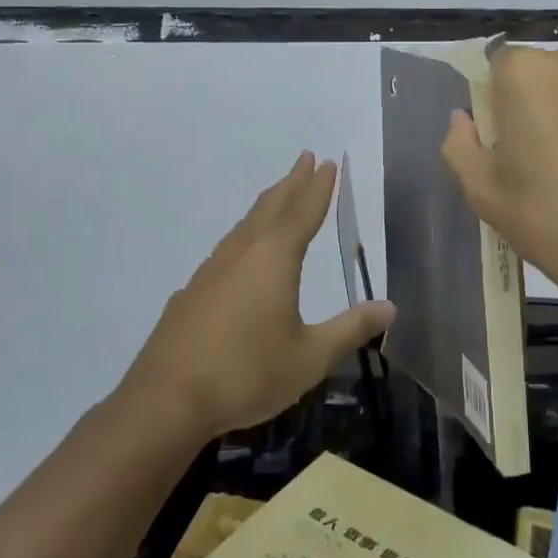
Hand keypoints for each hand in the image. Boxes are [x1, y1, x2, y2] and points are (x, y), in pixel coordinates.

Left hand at [121, 152, 395, 441]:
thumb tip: (391, 307)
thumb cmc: (247, 373)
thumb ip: (350, 328)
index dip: (318, 189)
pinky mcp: (191, 292)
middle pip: (271, 208)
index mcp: (274, 259)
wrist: (167, 399)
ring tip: (278, 196)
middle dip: (292, 183)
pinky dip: (244, 236)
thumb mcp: (310, 356)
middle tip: (305, 158)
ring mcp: (211, 271)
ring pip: (245, 226)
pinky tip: (240, 255)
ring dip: (266, 206)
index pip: (303, 213)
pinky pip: (226, 250)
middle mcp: (242, 254)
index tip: (327, 162)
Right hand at [440, 45, 557, 350]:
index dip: (491, 106)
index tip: (496, 144)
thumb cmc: (549, 216)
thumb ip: (460, 144)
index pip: (494, 68)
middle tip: (524, 160)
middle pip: (532, 76)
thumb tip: (464, 119)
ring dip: (555, 118)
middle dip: (523, 107)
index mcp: (528, 72)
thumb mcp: (483, 189)